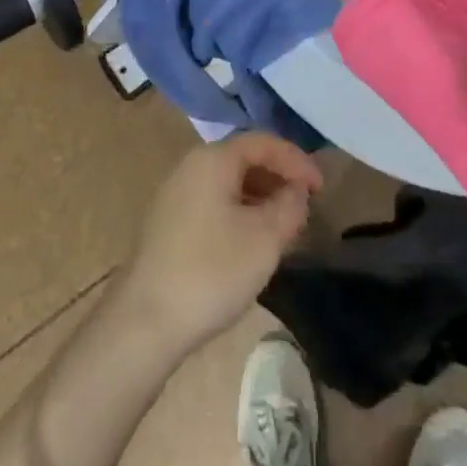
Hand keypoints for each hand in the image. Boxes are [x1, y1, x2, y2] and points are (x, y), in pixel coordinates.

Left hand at [113, 133, 322, 361]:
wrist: (145, 322)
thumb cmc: (211, 271)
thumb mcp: (266, 238)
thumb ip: (290, 206)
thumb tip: (296, 191)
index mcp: (213, 159)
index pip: (264, 143)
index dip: (297, 160)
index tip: (321, 188)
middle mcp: (190, 167)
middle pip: (244, 159)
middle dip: (279, 179)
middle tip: (305, 206)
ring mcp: (175, 195)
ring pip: (229, 183)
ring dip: (261, 198)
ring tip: (284, 227)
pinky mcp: (168, 223)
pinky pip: (213, 203)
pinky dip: (240, 212)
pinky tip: (251, 243)